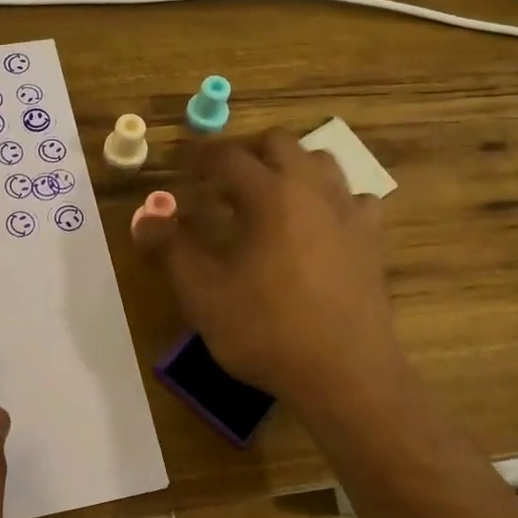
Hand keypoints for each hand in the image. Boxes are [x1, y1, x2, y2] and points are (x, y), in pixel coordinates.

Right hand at [135, 129, 402, 410]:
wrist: (345, 374)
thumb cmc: (266, 330)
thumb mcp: (203, 294)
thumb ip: (172, 249)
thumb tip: (145, 220)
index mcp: (269, 195)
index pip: (226, 157)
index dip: (198, 155)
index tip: (180, 161)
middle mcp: (312, 190)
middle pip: (279, 143)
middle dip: (245, 151)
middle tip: (221, 177)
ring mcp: (349, 212)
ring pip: (321, 162)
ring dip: (290, 166)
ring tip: (268, 193)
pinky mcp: (372, 239)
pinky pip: (354, 199)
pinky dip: (330, 199)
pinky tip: (319, 223)